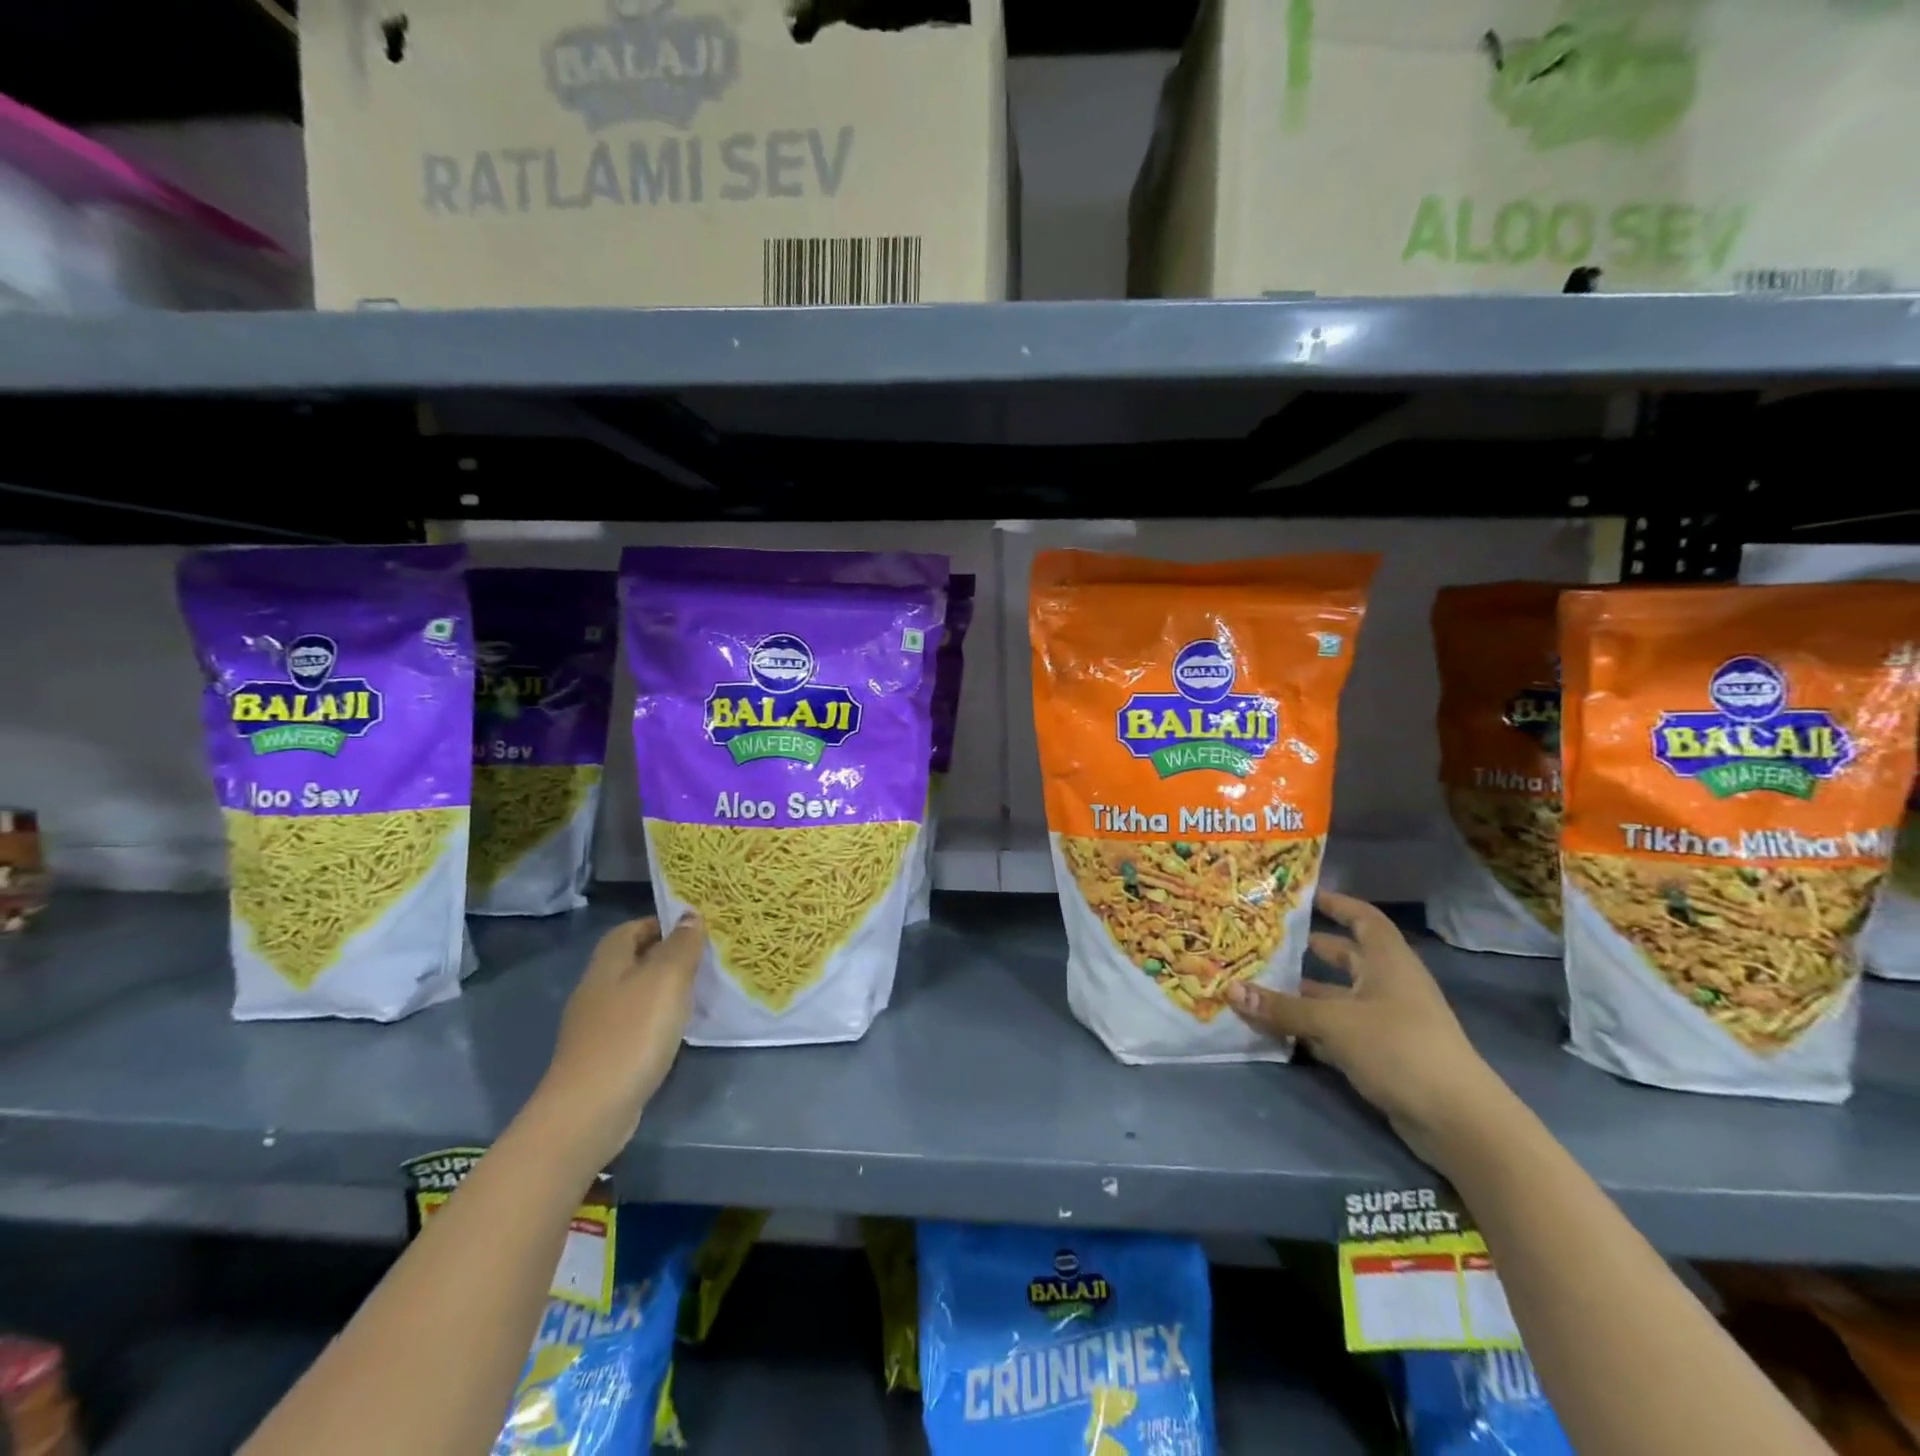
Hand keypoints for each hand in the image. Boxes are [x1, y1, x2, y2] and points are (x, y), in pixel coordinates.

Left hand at [526, 914, 706, 1173]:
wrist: (590, 1111)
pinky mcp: (603, 1056)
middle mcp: (596, 988)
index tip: (696, 928)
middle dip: (666, 955)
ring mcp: (596, 1025)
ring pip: (635, 993)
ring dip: (664, 989)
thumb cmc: (632, 1034)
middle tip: (705, 958)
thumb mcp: (667, 979)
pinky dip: (656, 1020)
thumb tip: (690, 916)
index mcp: (608, 963)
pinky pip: (634, 1024)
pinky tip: (676, 1030)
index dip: (661, 923)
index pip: (631, 928)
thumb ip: (681, 945)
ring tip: (699, 992)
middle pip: (633, 960)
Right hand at [1226, 891, 1506, 1170]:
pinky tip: (1279, 1030)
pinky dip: (1312, 1029)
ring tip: (1260, 986)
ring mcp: (1388, 1022)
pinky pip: (1339, 1031)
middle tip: (1267, 941)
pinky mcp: (1383, 1055)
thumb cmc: (1399, 1048)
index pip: (1363, 919)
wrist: (1458, 1121)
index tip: (1304, 897)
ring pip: (1338, 998)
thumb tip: (1230, 989)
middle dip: (1310, 950)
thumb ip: (1282, 1007)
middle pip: (1347, 958)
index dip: (1337, 904)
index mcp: (1388, 962)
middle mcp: (1389, 986)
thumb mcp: (1334, 1022)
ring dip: (1304, 994)